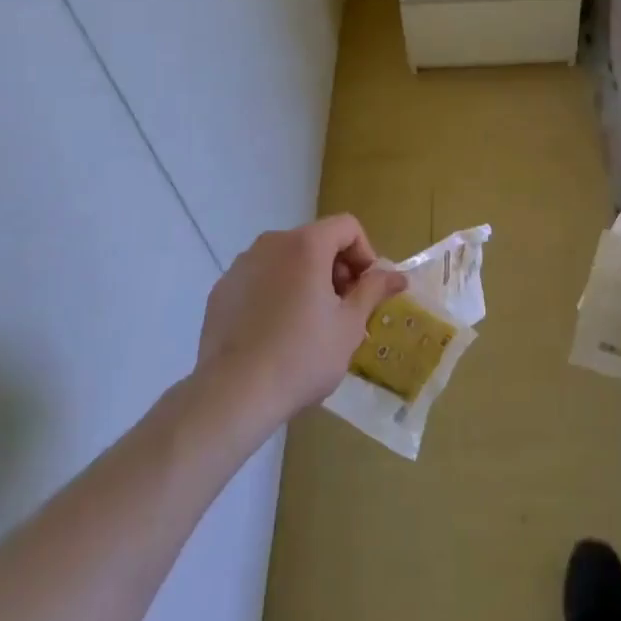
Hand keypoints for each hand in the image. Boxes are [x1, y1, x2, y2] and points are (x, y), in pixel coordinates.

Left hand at [196, 214, 406, 425]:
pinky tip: (275, 333)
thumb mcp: (349, 326)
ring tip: (309, 324)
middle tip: (342, 310)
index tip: (365, 290)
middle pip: (316, 240)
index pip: (347, 226)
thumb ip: (373, 291)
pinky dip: (276, 293)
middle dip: (336, 268)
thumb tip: (397, 275)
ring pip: (286, 260)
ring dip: (306, 279)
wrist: (232, 394)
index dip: (364, 253)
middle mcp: (272, 243)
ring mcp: (242, 265)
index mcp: (306, 244)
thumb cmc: (301, 356)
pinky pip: (260, 279)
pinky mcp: (222, 289)